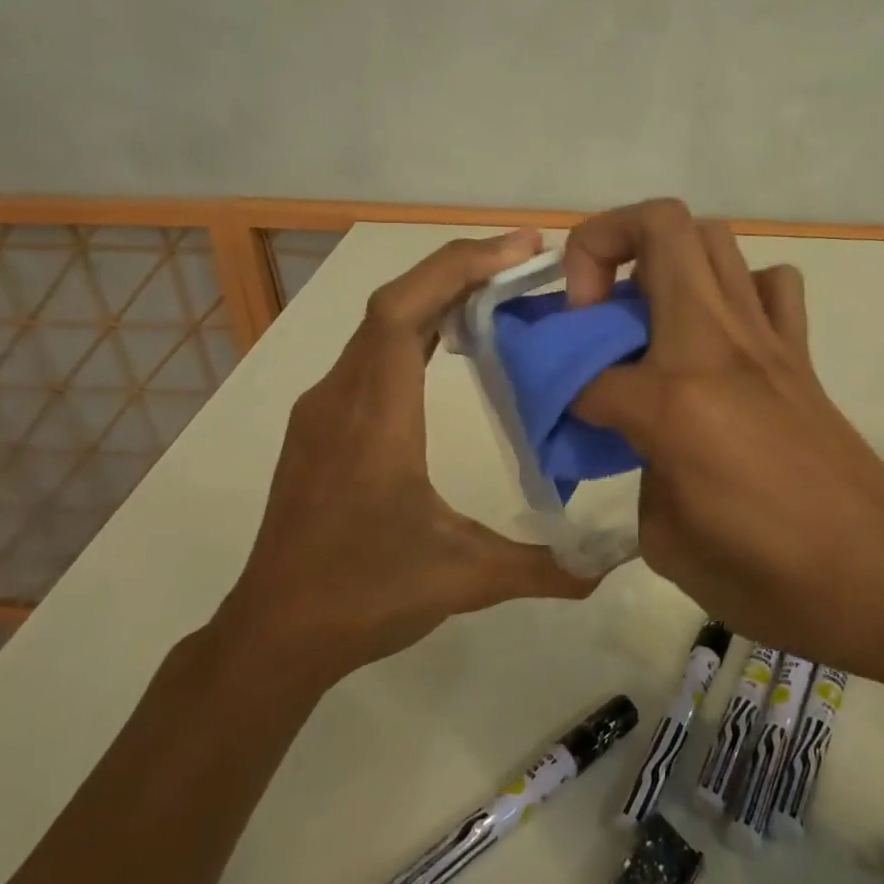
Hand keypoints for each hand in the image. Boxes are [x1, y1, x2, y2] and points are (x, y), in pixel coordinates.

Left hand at [223, 229, 595, 684]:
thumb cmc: (364, 594)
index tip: (519, 250)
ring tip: (499, 289)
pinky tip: (451, 341)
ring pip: (380, 324)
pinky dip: (415, 327)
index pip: (402, 311)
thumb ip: (542, 567)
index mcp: (375, 418)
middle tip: (526, 259)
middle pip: (394, 302)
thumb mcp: (463, 579)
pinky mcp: (322, 424)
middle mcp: (342, 396)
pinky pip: (371, 351)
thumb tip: (609, 563)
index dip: (457, 268)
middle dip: (460, 268)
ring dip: (437, 295)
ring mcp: (325, 408)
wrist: (274, 633)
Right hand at [566, 200, 883, 686]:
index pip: (585, 371)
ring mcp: (766, 339)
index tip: (550, 417)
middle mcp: (718, 344)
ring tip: (643, 319)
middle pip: (658, 228)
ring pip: (712, 238)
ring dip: (662, 260)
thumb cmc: (773, 579)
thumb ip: (637, 473)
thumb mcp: (667, 542)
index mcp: (674, 399)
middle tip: (587, 309)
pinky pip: (767, 285)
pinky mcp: (799, 353)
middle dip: (600, 246)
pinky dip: (733, 290)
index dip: (552, 390)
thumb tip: (637, 442)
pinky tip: (716, 339)